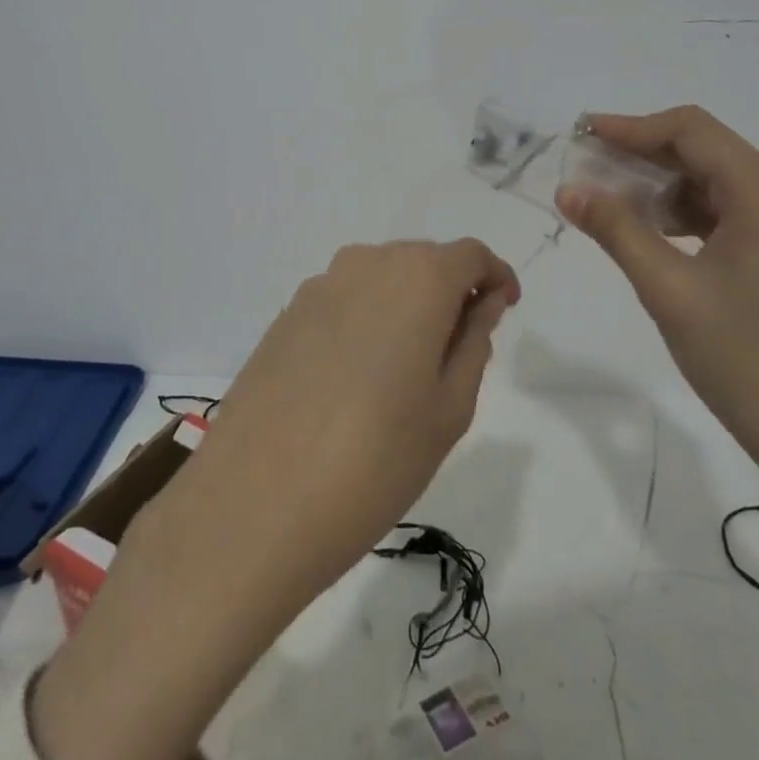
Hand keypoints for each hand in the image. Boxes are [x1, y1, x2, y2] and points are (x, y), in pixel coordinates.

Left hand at [30, 240, 517, 759]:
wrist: (255, 504)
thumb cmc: (375, 462)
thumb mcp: (449, 408)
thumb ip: (473, 341)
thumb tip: (482, 302)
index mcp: (416, 279)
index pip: (470, 255)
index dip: (494, 276)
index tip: (503, 310)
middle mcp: (365, 264)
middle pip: (423, 261)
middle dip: (450, 292)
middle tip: (458, 352)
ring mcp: (317, 287)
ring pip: (380, 278)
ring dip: (405, 306)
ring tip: (406, 372)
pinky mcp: (285, 316)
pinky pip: (343, 300)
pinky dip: (365, 320)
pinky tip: (356, 379)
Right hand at [555, 106, 758, 495]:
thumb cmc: (749, 363)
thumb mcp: (670, 291)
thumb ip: (617, 230)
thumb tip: (568, 190)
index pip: (693, 131)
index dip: (632, 127)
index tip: (583, 134)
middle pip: (711, 154)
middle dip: (645, 160)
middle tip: (587, 173)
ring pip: (726, 185)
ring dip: (669, 191)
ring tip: (613, 207)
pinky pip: (744, 214)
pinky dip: (698, 217)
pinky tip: (659, 235)